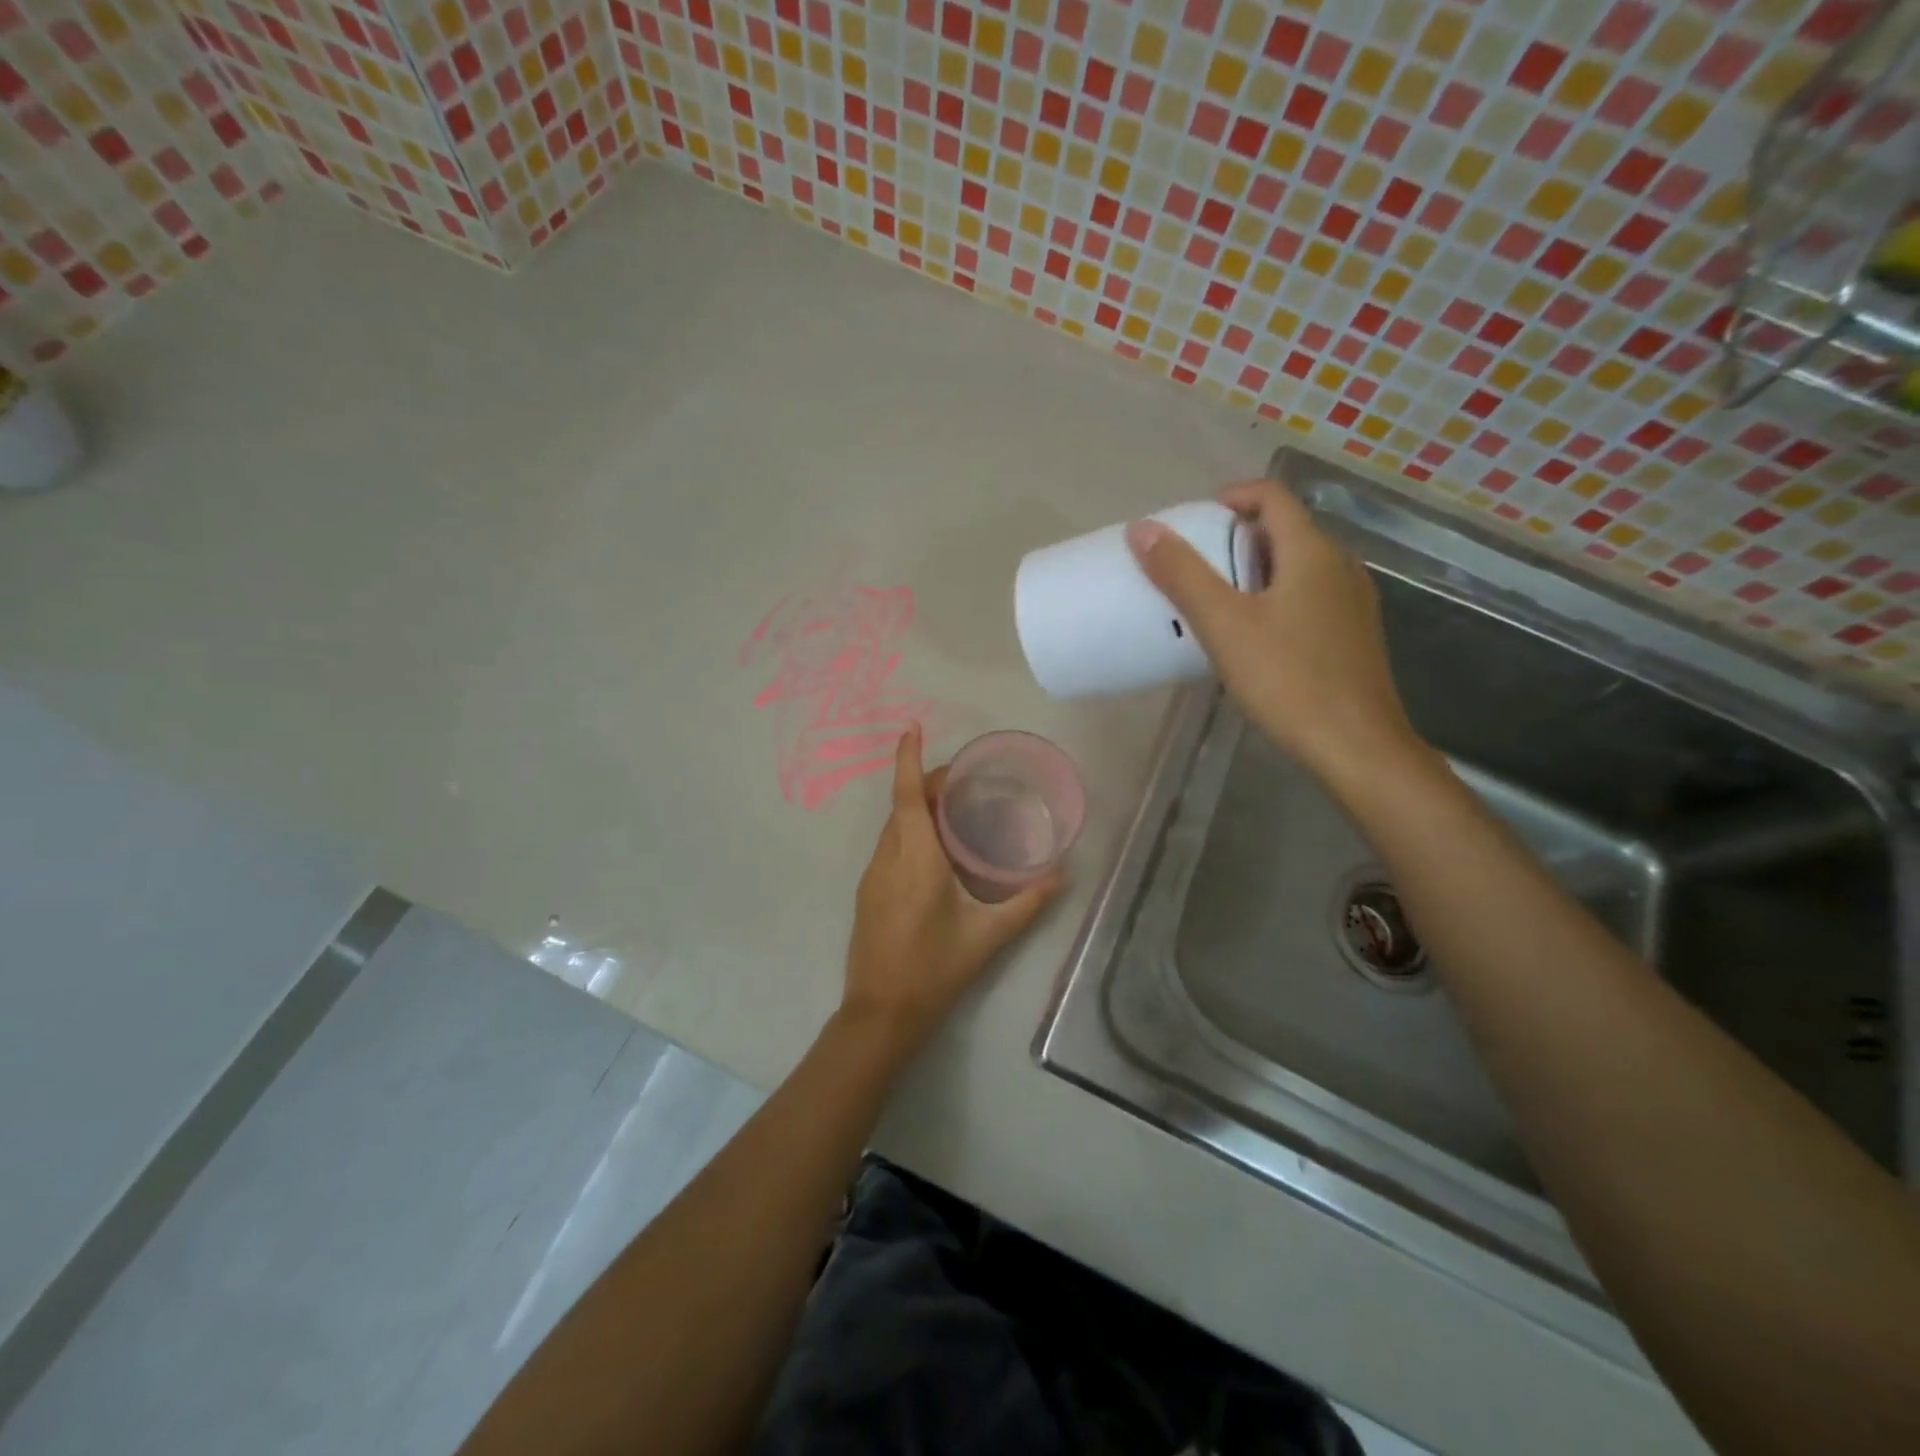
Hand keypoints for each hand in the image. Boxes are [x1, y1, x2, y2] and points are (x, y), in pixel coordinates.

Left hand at [841, 727, 1060, 1050]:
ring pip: (893, 826)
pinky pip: (889, 847)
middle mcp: (888, 858)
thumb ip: (1028, 903)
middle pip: (901, 805)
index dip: (908, 758)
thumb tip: (1061, 875)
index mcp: (915, 859)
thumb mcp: (989, 936)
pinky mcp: (868, 893)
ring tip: (954, 810)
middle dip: (925, 782)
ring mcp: (872, 876)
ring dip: (916, 808)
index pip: (907, 795)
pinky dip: (909, 832)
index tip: (912, 728)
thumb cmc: (935, 970)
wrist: (881, 1014)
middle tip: (964, 781)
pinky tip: (934, 852)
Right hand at [1125, 480, 1419, 781]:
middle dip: (1237, 538)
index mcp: (1312, 551)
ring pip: (1299, 566)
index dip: (1231, 497)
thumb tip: (1142, 528)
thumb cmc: (1287, 680)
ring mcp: (1353, 602)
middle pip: (1285, 530)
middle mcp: (1341, 565)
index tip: (1193, 522)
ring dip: (1256, 570)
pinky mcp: (1354, 635)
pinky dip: (1276, 597)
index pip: (1272, 496)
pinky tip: (1254, 637)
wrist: (1356, 747)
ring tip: (1218, 601)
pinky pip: (1310, 596)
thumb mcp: (1224, 625)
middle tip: (1195, 566)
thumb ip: (1182, 574)